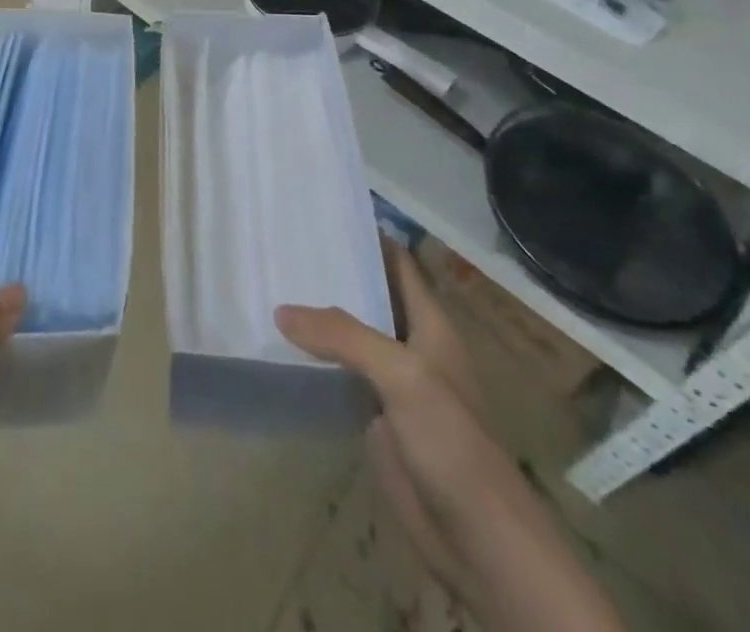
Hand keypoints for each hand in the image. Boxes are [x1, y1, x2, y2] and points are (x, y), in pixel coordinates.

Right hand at [278, 242, 624, 631]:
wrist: (478, 539)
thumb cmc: (452, 442)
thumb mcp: (403, 376)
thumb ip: (343, 336)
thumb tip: (282, 309)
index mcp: (428, 323)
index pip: (397, 262)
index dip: (367, 234)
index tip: (323, 210)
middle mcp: (409, 344)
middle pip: (368, 295)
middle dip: (332, 271)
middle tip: (281, 243)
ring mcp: (390, 381)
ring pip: (349, 335)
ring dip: (318, 315)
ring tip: (271, 282)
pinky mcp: (372, 416)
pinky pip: (338, 375)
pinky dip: (313, 358)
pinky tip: (279, 344)